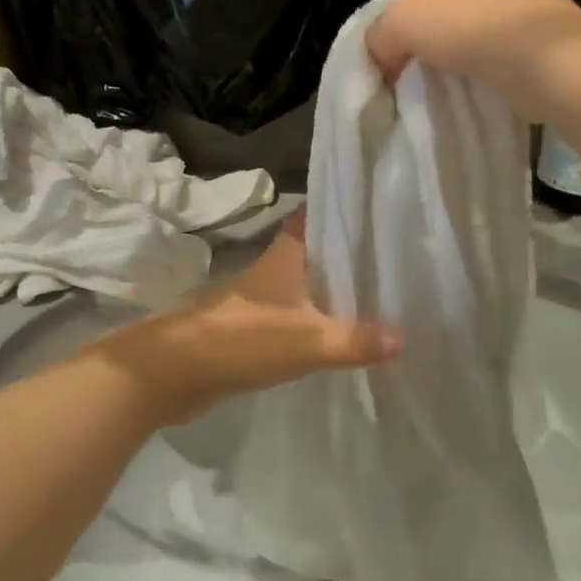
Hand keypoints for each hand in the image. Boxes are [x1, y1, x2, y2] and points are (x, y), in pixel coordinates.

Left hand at [90, 216, 396, 426]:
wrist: (176, 371)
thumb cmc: (244, 338)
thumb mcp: (309, 340)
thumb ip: (356, 339)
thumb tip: (403, 338)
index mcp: (285, 255)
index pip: (314, 217)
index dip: (340, 209)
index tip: (374, 208)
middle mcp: (273, 269)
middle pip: (314, 251)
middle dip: (346, 252)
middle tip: (390, 256)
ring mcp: (259, 299)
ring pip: (304, 285)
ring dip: (332, 288)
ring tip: (376, 294)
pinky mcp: (251, 328)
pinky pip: (294, 316)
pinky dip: (316, 319)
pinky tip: (339, 333)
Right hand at [367, 0, 580, 119]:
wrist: (551, 66)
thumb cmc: (473, 26)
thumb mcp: (402, 20)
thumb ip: (378, 33)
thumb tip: (382, 58)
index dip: (404, 19)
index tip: (400, 52)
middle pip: (450, 9)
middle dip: (432, 40)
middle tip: (419, 70)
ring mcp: (536, 4)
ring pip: (477, 34)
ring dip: (460, 58)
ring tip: (449, 84)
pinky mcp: (551, 41)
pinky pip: (503, 56)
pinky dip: (488, 72)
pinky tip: (479, 88)